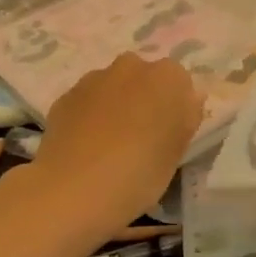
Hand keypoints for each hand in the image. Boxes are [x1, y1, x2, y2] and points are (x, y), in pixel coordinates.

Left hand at [21, 53, 203, 237]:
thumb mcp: (177, 152)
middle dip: (145, 99)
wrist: (71, 190)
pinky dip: (90, 116)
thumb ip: (186, 118)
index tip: (169, 135)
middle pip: (146, 79)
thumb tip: (189, 100)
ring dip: (116, 105)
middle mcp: (132, 66)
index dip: (176, 108)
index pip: (180, 83)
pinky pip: (87, 102)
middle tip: (142, 138)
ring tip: (109, 146)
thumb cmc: (139, 173)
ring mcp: (95, 78)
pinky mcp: (66, 95)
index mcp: (168, 76)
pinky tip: (86, 148)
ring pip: (114, 87)